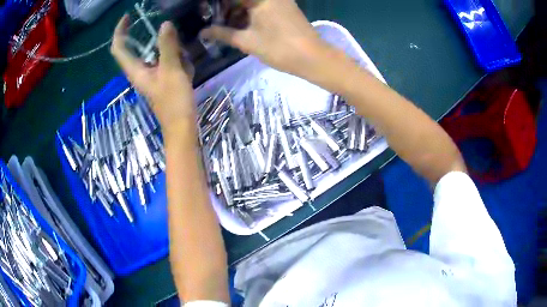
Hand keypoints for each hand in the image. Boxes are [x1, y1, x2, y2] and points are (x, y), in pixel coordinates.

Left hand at [111, 15, 195, 132]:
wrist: (182, 126)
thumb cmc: (174, 101)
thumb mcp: (172, 70)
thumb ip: (167, 46)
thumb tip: (165, 24)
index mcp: (135, 70)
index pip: (119, 48)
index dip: (120, 31)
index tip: (128, 16)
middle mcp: (139, 71)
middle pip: (140, 48)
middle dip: (156, 40)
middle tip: (173, 39)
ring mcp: (150, 75)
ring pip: (156, 53)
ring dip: (171, 50)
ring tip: (183, 64)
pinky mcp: (160, 78)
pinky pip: (166, 60)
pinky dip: (177, 60)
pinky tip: (187, 70)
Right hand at [201, 0, 327, 77]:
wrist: (313, 58)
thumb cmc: (279, 48)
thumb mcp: (246, 41)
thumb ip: (222, 33)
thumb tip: (202, 32)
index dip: (218, 5)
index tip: (208, 14)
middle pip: (242, 0)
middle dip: (227, 9)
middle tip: (216, 22)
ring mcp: (279, 0)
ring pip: (251, 2)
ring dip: (238, 11)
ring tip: (226, 27)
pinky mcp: (285, 6)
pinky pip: (262, 5)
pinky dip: (250, 13)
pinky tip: (242, 26)